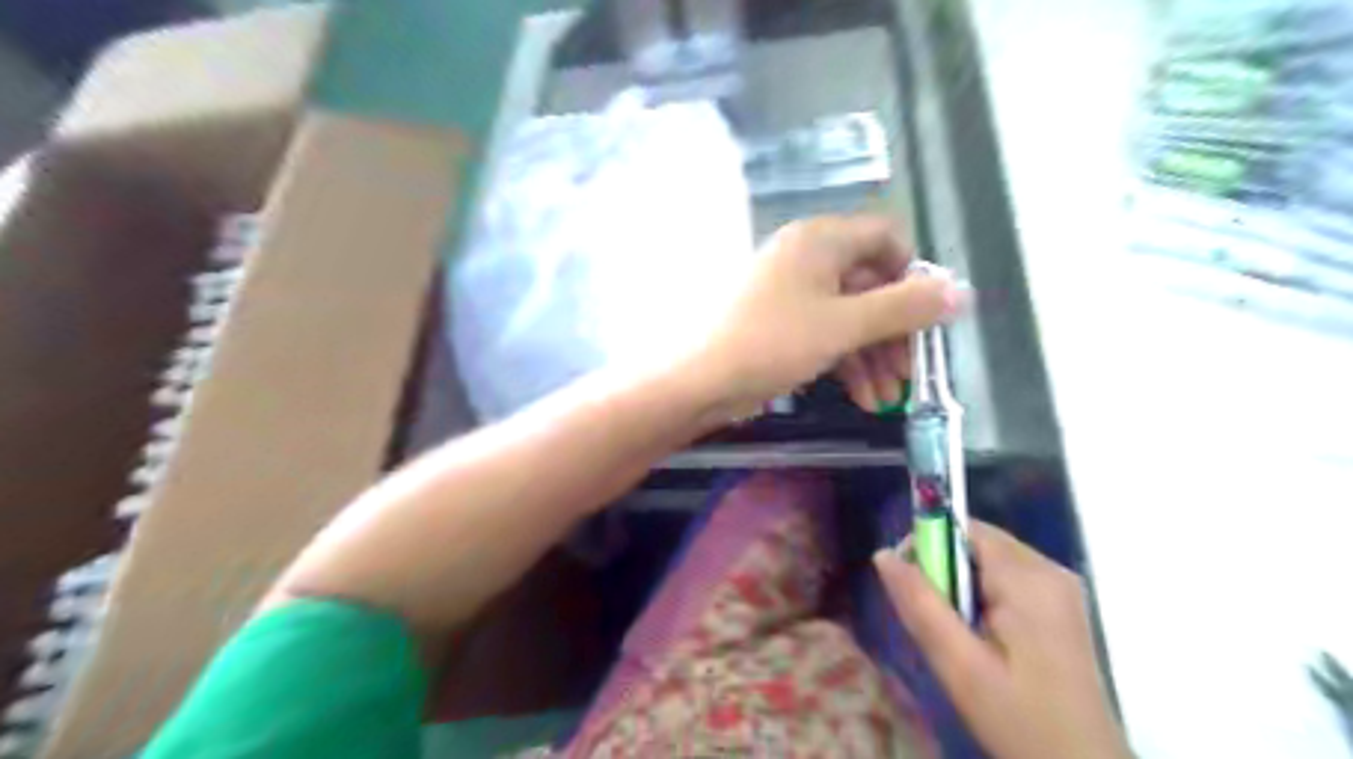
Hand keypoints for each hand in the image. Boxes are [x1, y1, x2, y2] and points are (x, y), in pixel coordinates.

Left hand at [691, 213, 967, 416]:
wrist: (700, 382)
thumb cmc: (773, 342)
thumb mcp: (845, 325)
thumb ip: (905, 307)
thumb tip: (962, 291)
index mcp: (820, 240)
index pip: (884, 238)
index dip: (912, 274)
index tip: (927, 316)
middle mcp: (807, 257)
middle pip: (870, 284)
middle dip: (894, 332)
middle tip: (911, 374)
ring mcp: (791, 293)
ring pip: (849, 316)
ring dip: (873, 357)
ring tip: (886, 401)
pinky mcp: (780, 325)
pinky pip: (825, 334)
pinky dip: (846, 363)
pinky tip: (861, 399)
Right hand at [872, 523, 1126, 758]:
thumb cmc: (1021, 721)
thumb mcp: (959, 665)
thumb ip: (920, 604)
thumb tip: (883, 554)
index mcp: (1028, 578)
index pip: (964, 529)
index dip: (929, 545)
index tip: (910, 585)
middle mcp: (1050, 571)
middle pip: (978, 544)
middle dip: (945, 570)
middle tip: (932, 620)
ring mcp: (1061, 589)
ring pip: (991, 562)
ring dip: (962, 586)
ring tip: (956, 636)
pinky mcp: (1062, 609)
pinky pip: (1009, 581)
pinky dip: (984, 598)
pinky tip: (982, 640)